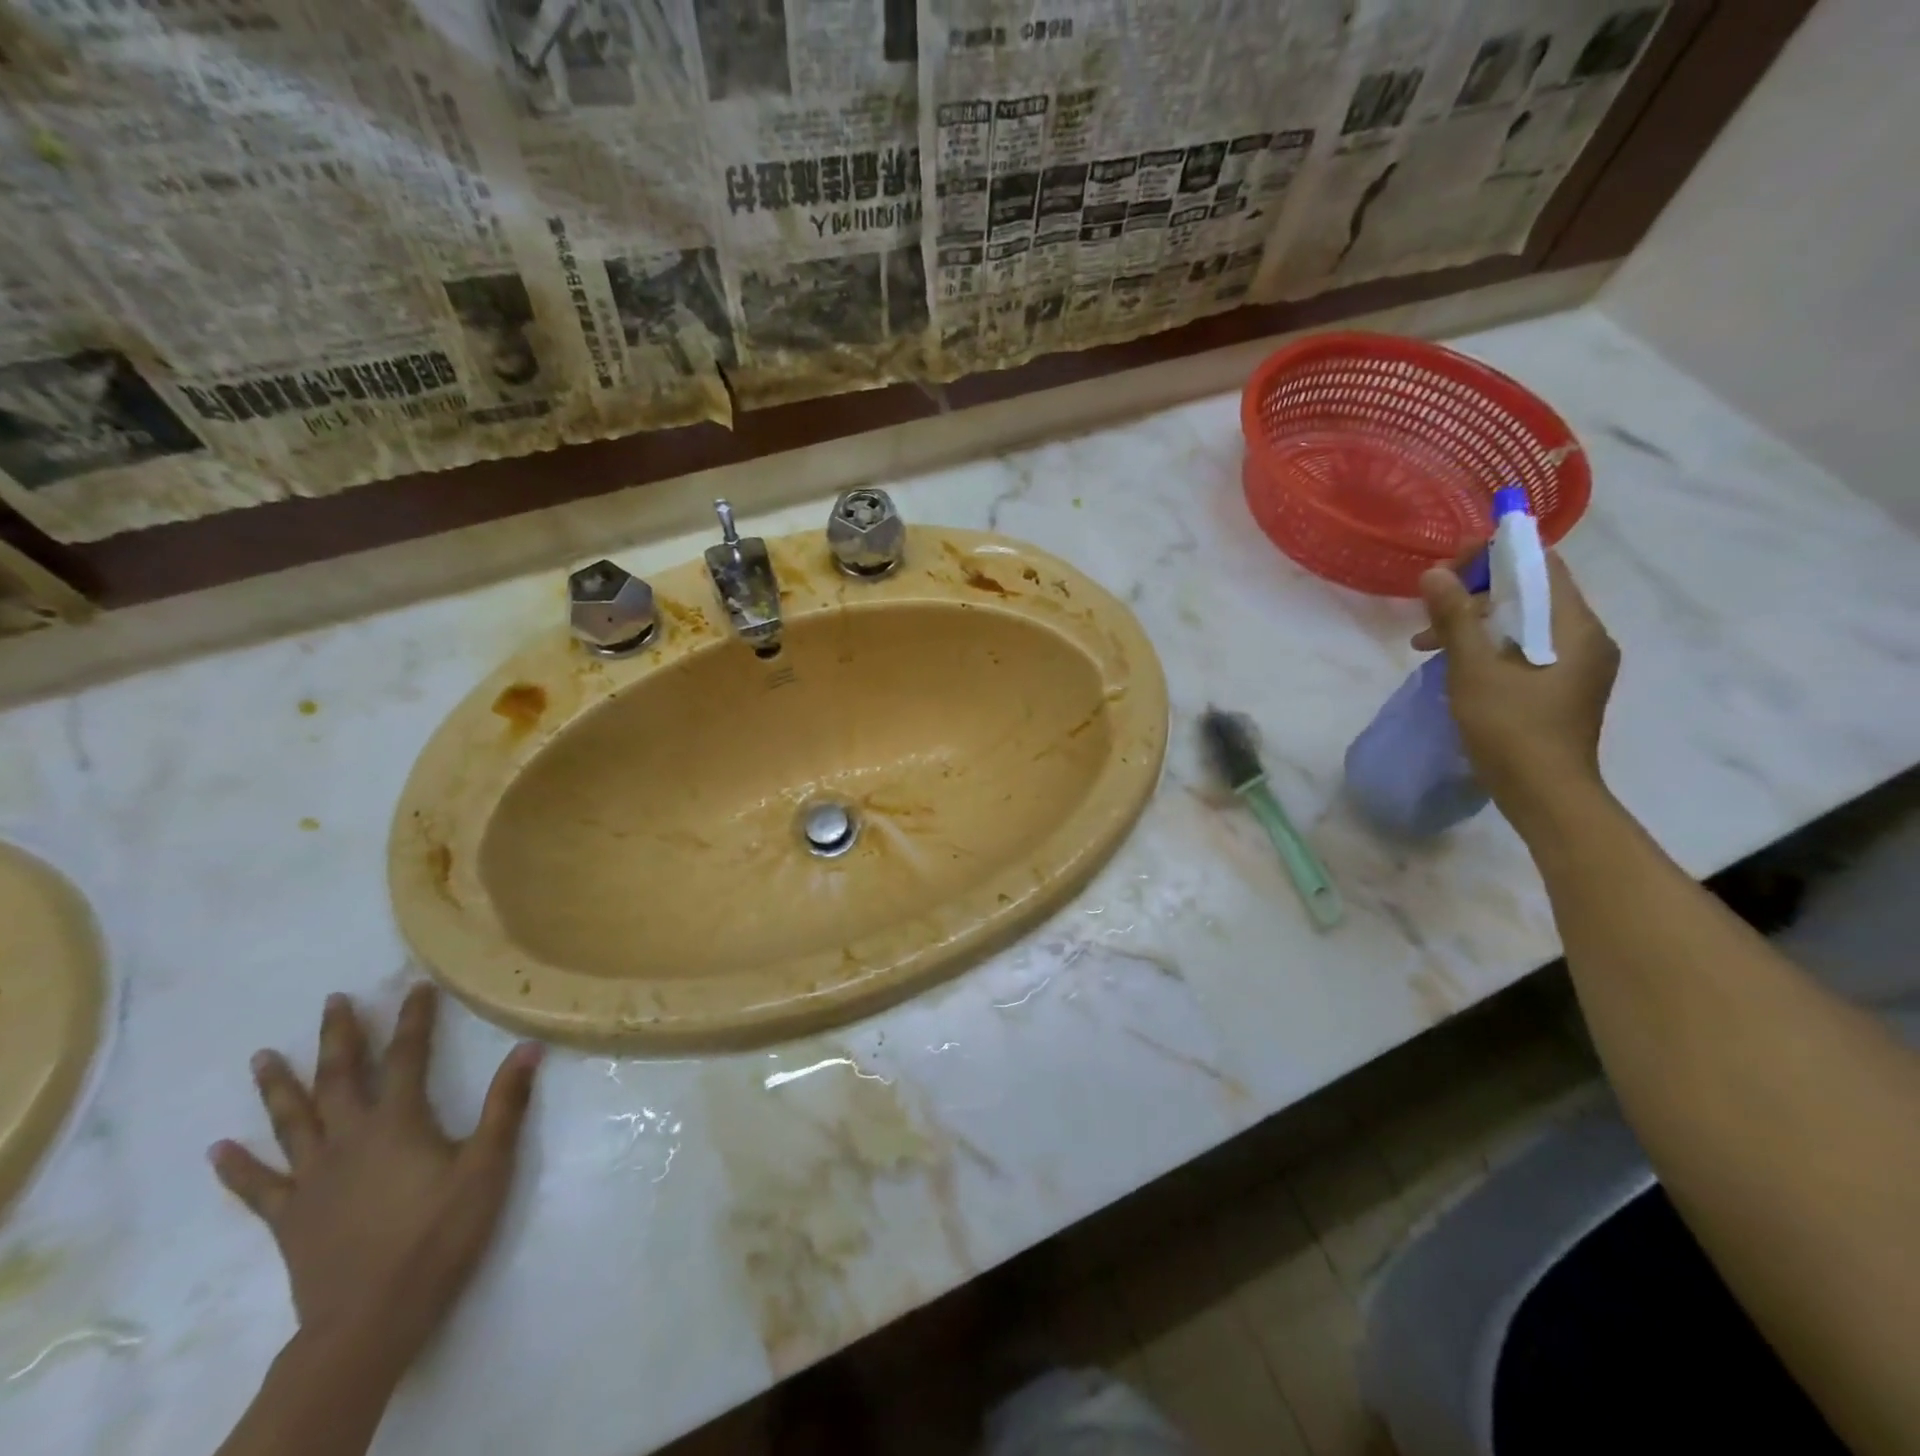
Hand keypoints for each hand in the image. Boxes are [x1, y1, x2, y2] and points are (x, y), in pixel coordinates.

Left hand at [210, 984, 541, 1377]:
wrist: (371, 1319)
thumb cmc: (439, 1234)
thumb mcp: (488, 1165)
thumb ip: (506, 1104)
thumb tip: (528, 1047)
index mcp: (397, 1122)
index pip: (407, 1056)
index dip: (413, 1019)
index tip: (416, 987)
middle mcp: (348, 1139)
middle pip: (339, 1078)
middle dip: (338, 1037)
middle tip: (333, 1001)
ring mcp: (313, 1179)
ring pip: (292, 1121)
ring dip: (279, 1086)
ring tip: (263, 1055)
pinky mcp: (290, 1217)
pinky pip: (259, 1186)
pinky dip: (238, 1166)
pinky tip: (220, 1150)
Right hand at [1415, 550, 1619, 819]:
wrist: (1544, 794)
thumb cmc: (1510, 728)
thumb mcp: (1473, 669)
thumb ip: (1455, 618)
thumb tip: (1434, 574)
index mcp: (1576, 627)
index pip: (1541, 566)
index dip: (1496, 555)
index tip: (1450, 564)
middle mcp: (1586, 639)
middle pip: (1532, 594)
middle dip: (1477, 593)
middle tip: (1430, 607)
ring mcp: (1577, 666)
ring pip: (1524, 624)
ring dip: (1476, 623)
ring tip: (1428, 643)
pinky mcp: (1562, 688)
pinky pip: (1525, 649)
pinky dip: (1489, 647)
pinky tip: (1456, 665)